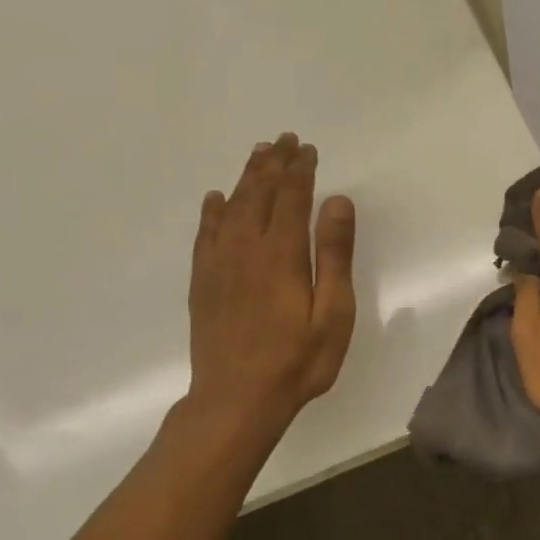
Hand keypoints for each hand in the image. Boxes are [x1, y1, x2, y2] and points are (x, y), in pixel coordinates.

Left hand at [184, 133, 356, 437]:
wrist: (236, 400)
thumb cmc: (297, 360)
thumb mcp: (333, 312)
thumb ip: (334, 255)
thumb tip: (337, 202)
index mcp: (282, 254)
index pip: (292, 198)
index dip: (300, 170)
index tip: (307, 148)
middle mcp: (246, 248)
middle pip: (258, 194)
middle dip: (273, 164)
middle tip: (283, 139)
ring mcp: (219, 264)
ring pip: (231, 207)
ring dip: (246, 178)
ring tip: (257, 154)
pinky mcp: (202, 282)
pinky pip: (205, 234)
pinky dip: (212, 211)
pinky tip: (215, 199)